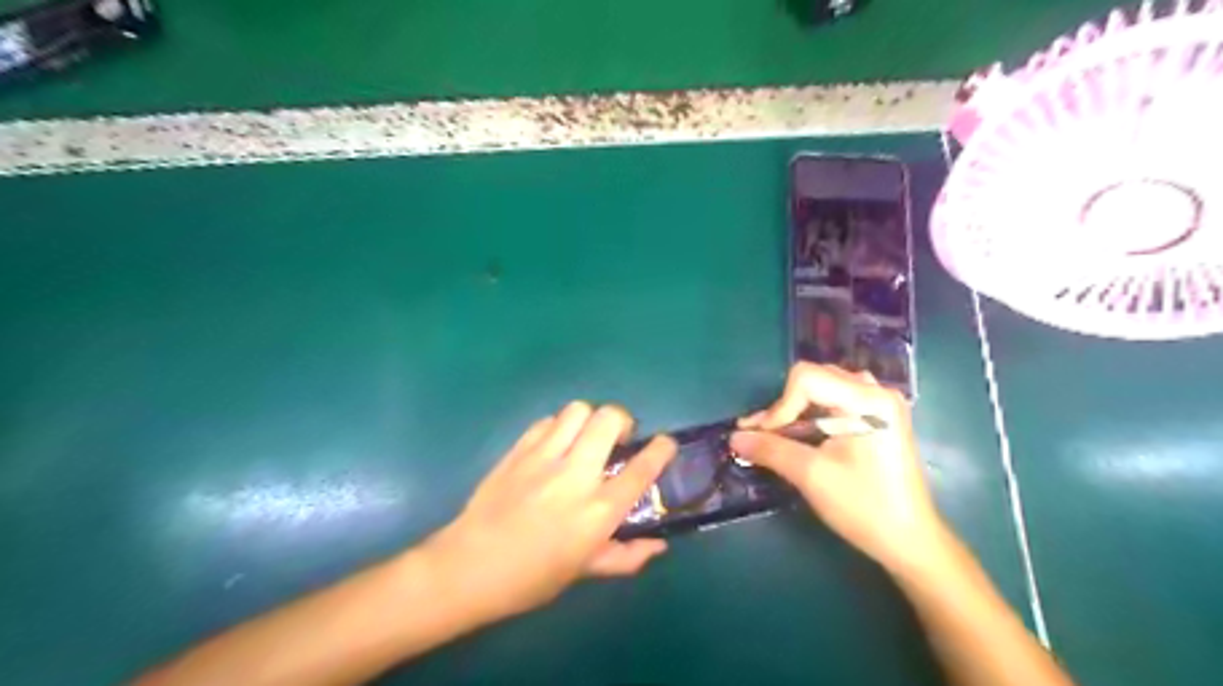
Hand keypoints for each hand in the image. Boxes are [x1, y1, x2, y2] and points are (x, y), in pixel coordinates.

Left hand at [427, 401, 677, 620]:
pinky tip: (555, 445)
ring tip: (586, 437)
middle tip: (618, 438)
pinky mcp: (518, 450)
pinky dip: (558, 427)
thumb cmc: (531, 578)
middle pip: (609, 419)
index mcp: (598, 511)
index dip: (661, 450)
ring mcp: (544, 458)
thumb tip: (658, 546)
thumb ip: (626, 556)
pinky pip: (547, 421)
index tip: (667, 442)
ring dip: (590, 419)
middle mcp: (575, 476)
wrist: (469, 567)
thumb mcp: (584, 571)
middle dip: (623, 420)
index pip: (641, 469)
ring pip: (577, 410)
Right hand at [729, 365, 948, 573]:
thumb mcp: (811, 476)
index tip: (765, 438)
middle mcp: (876, 391)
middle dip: (784, 407)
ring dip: (795, 410)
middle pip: (814, 379)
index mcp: (867, 399)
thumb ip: (770, 450)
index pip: (806, 379)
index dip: (779, 406)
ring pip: (823, 389)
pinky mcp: (878, 418)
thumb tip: (734, 438)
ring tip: (777, 435)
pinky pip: (835, 402)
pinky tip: (800, 437)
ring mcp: (880, 404)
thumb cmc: (864, 507)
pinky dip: (812, 416)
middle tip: (761, 436)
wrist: (911, 541)